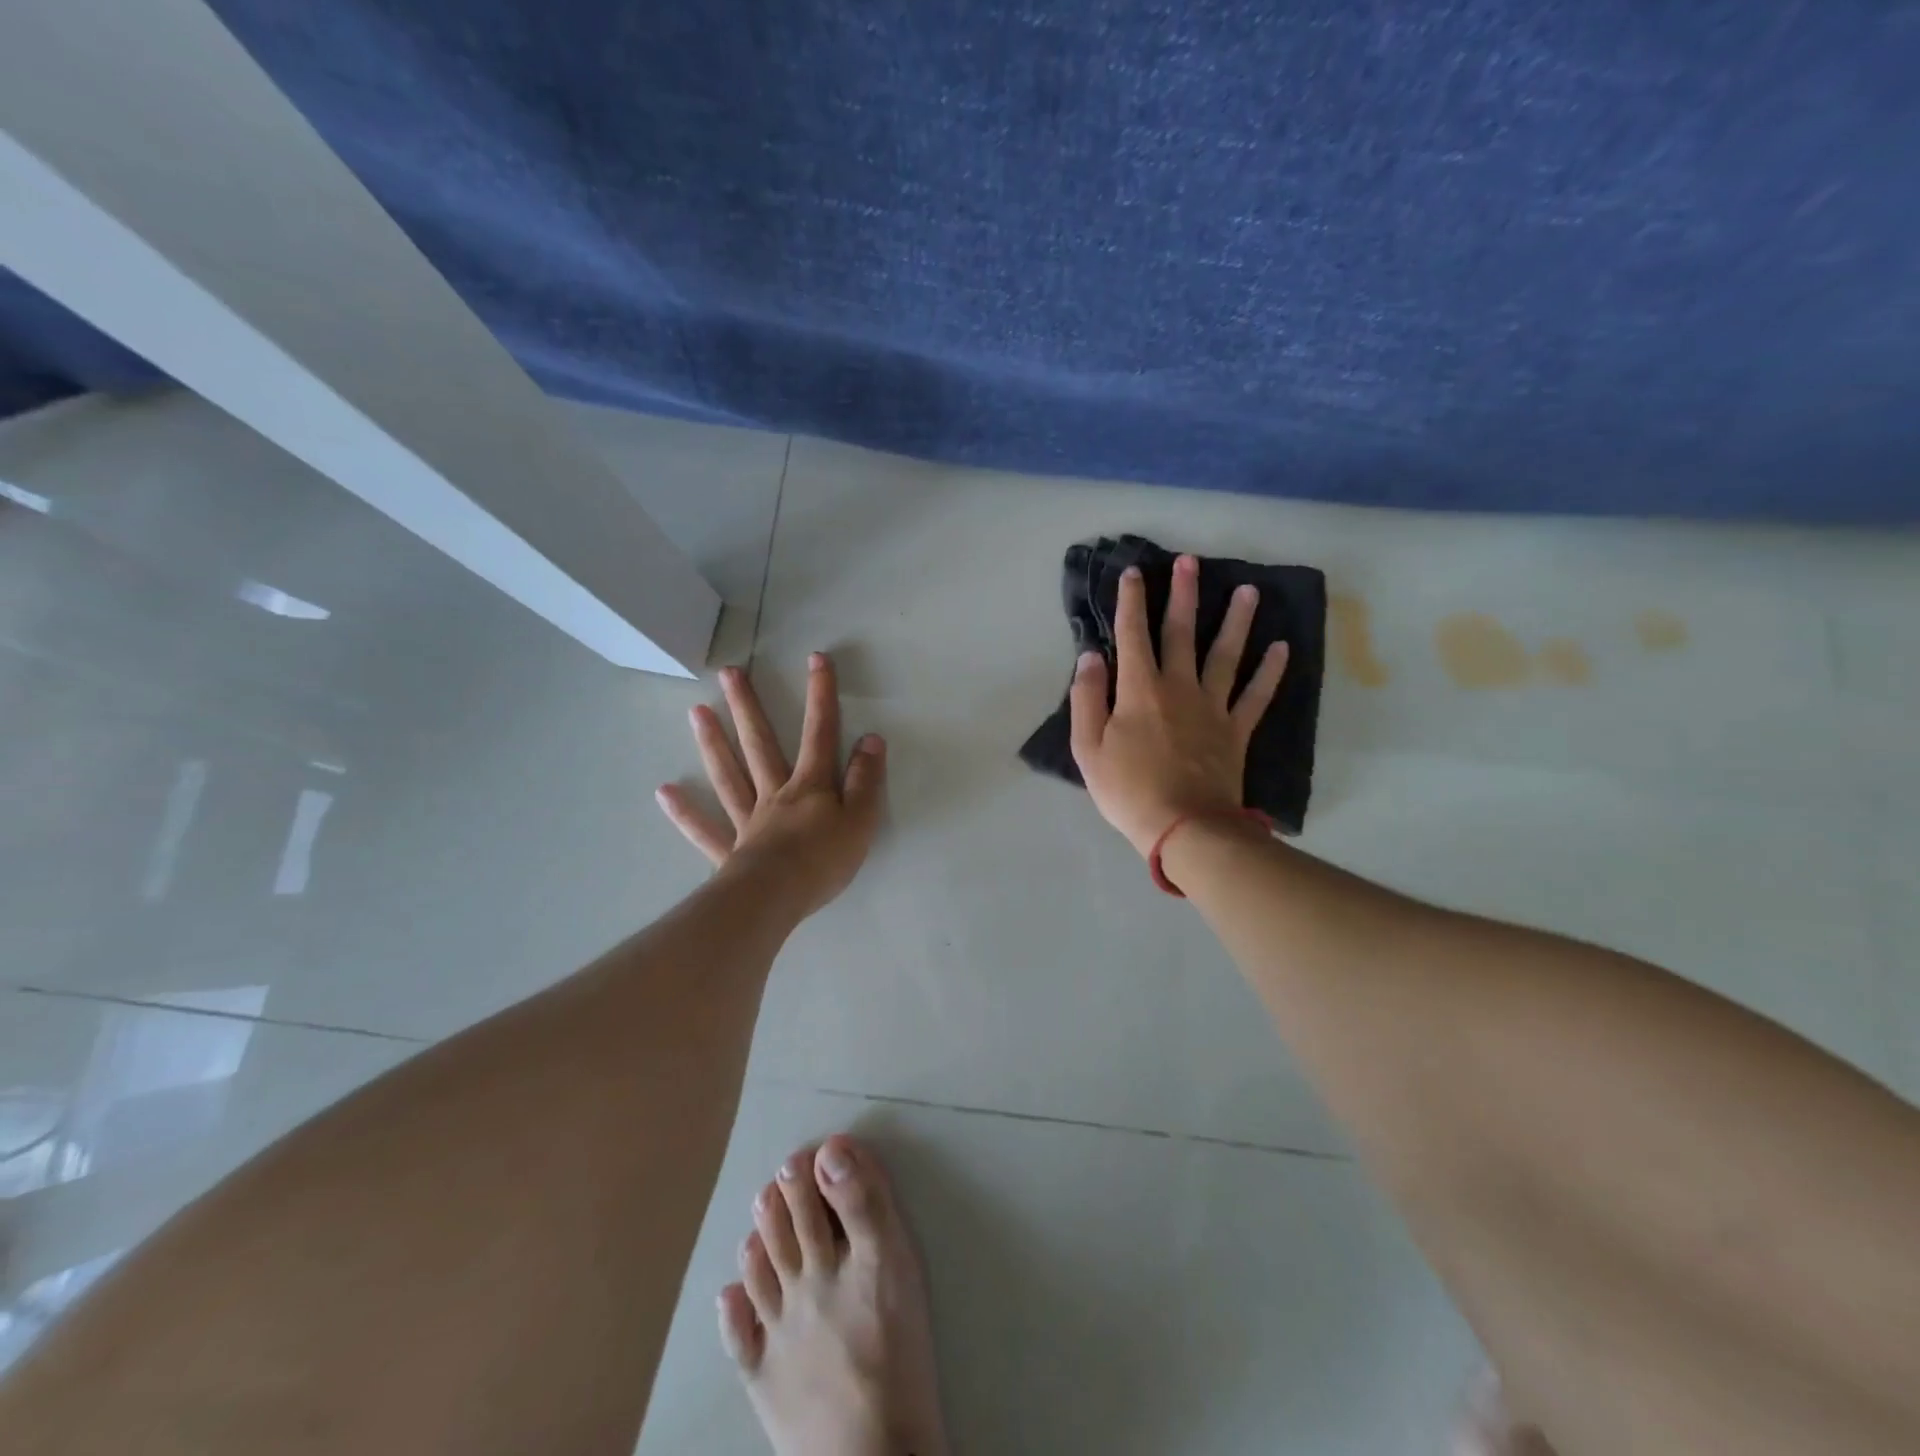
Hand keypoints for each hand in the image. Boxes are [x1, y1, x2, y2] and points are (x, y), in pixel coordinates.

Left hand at [656, 654, 885, 917]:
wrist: (778, 898)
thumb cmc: (824, 860)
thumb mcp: (861, 820)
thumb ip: (866, 780)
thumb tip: (871, 739)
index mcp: (810, 786)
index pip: (820, 733)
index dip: (821, 695)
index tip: (815, 659)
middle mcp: (774, 794)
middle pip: (760, 744)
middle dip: (748, 707)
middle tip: (729, 673)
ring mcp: (747, 821)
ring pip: (728, 776)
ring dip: (713, 743)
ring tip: (696, 711)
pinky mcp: (730, 851)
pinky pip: (705, 829)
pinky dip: (685, 812)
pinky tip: (664, 793)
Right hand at [1069, 554, 1287, 857]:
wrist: (1183, 827)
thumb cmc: (1128, 789)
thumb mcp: (1088, 748)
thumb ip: (1087, 698)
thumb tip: (1090, 657)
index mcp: (1139, 690)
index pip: (1132, 635)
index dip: (1131, 602)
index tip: (1134, 573)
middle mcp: (1179, 687)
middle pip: (1181, 633)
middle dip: (1183, 595)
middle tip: (1190, 562)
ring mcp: (1213, 707)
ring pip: (1226, 654)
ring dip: (1236, 620)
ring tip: (1248, 590)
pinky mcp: (1236, 730)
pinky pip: (1256, 695)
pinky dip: (1270, 672)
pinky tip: (1282, 648)